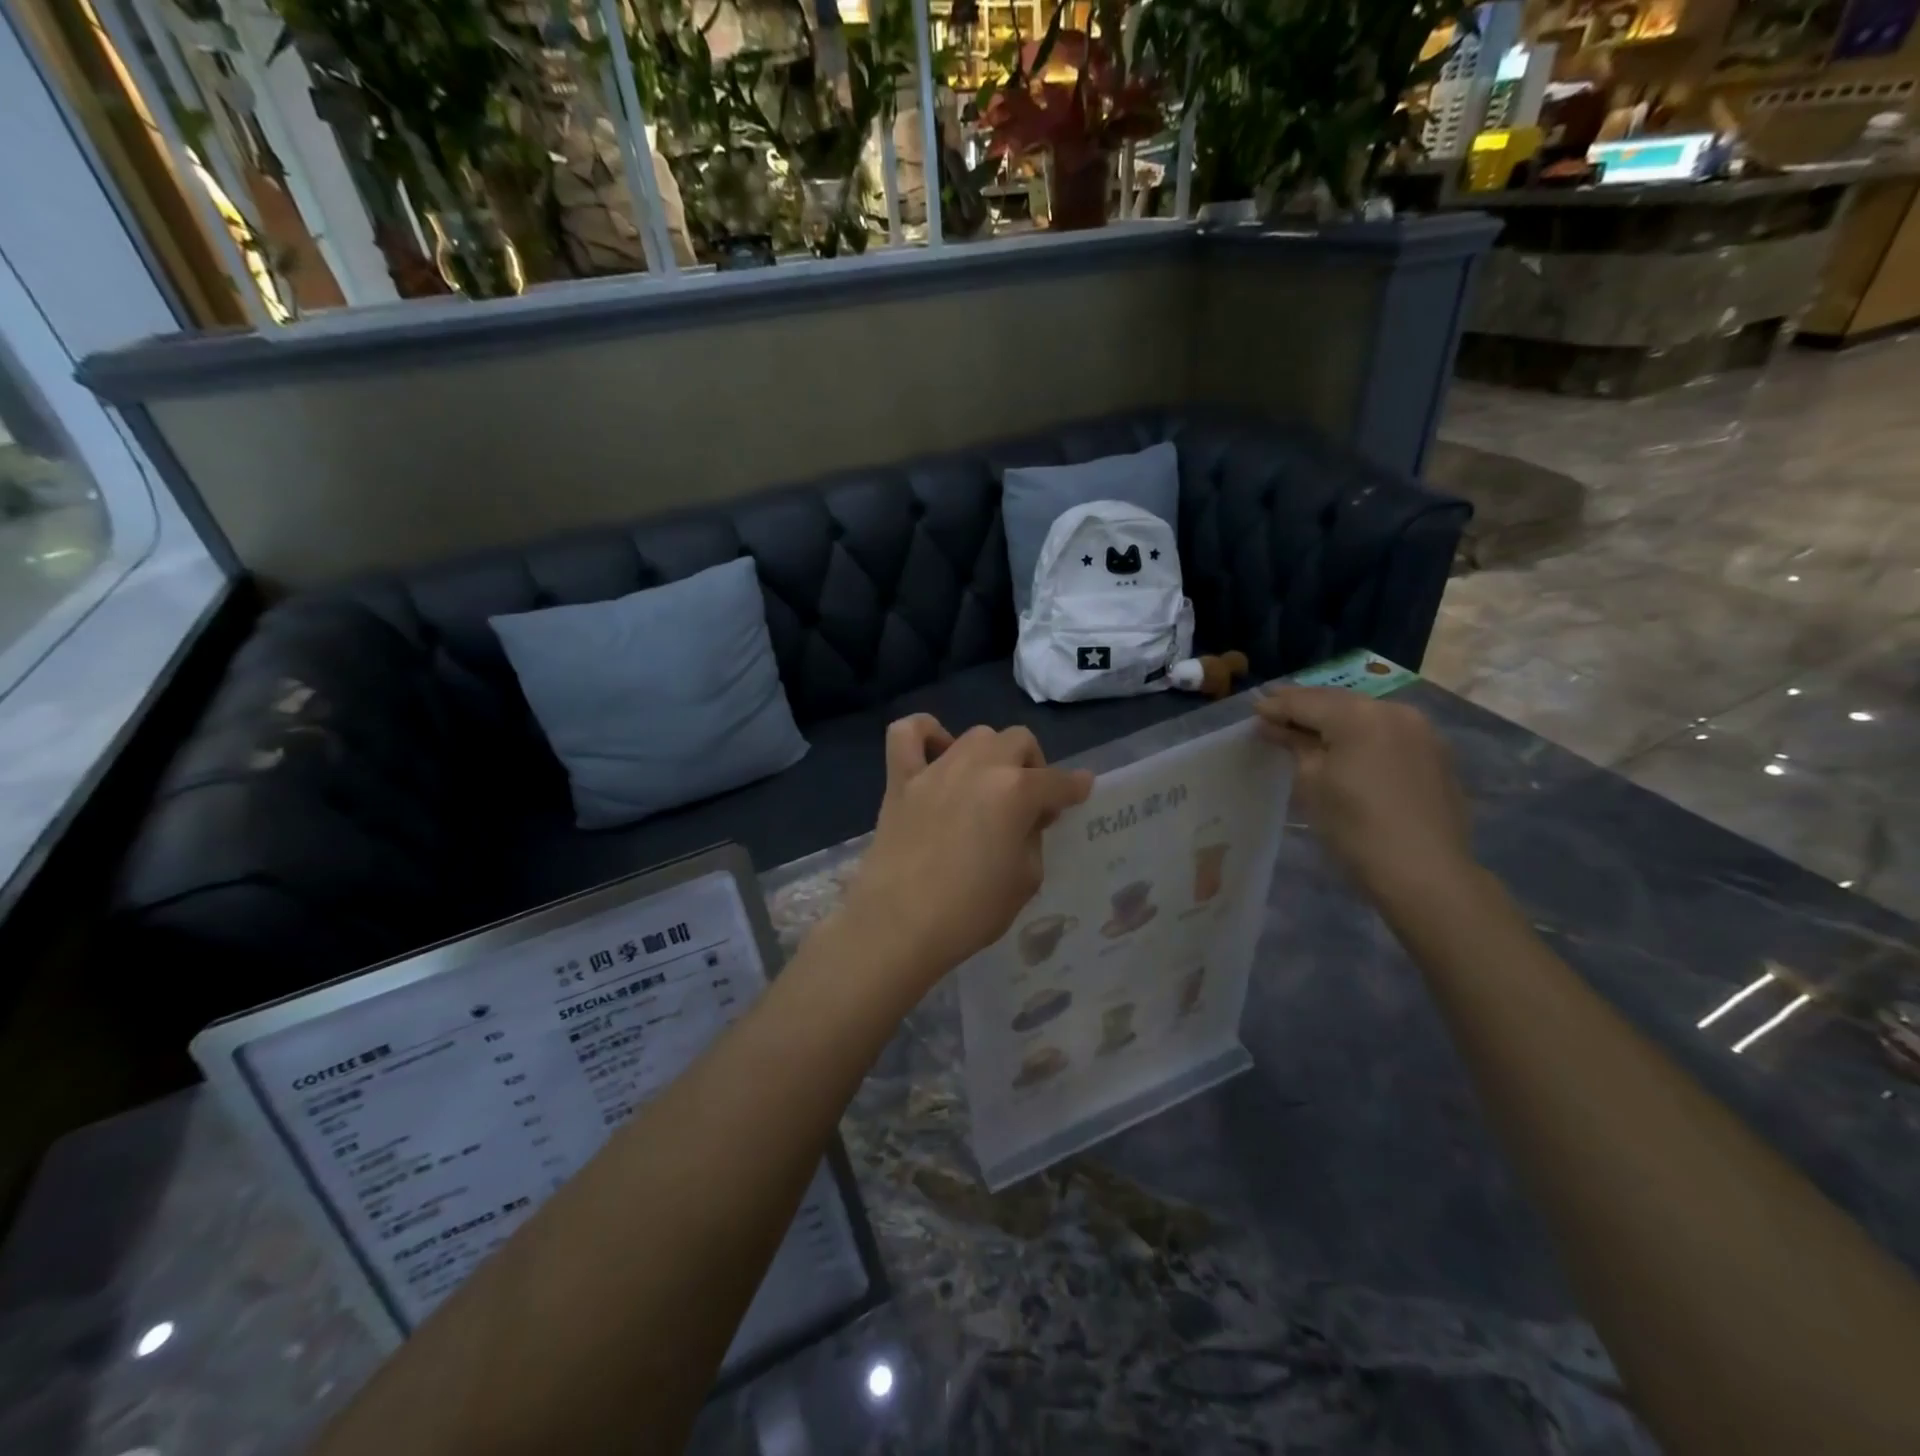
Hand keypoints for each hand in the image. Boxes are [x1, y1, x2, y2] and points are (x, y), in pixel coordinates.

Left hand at [845, 716, 1092, 986]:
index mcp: (1016, 792)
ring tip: (987, 784)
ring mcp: (936, 769)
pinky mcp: (900, 779)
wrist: (898, 925)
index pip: (1058, 782)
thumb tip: (1026, 819)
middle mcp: (979, 767)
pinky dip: (925, 733)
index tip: (1080, 791)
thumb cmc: (970, 911)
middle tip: (1027, 803)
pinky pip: (906, 733)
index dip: (1075, 787)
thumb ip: (1032, 838)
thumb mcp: (1026, 880)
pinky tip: (936, 752)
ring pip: (975, 735)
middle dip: (1032, 766)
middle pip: (1018, 740)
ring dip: (991, 754)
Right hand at [1254, 685, 1475, 903]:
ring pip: (1365, 714)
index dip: (1277, 706)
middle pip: (1338, 701)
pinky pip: (1387, 731)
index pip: (1306, 702)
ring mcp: (1420, 730)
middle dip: (1306, 706)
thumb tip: (1274, 727)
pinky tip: (1347, 746)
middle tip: (1275, 712)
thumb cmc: (1354, 827)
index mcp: (1358, 715)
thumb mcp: (1312, 783)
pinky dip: (1361, 733)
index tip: (1255, 711)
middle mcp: (1392, 710)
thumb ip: (1294, 745)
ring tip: (1308, 727)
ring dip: (1335, 717)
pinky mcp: (1435, 752)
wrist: (1424, 871)